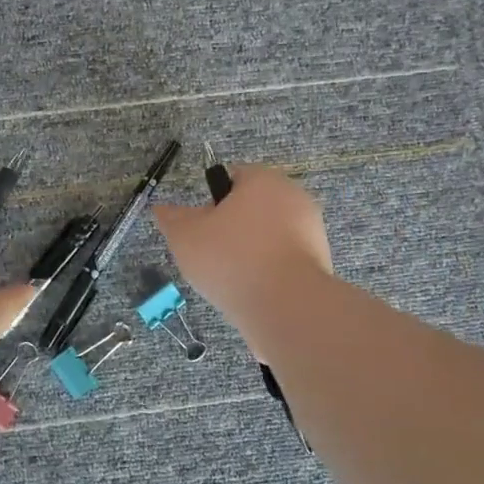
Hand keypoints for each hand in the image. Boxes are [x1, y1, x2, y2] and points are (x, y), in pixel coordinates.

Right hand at [153, 165, 332, 352]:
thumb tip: (162, 208)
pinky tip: (255, 291)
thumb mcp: (185, 236)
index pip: (233, 177)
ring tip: (233, 278)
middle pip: (253, 206)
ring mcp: (311, 229)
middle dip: (232, 227)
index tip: (201, 228)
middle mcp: (293, 196)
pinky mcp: (321, 261)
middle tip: (212, 254)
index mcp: (263, 179)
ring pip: (269, 235)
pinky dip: (269, 271)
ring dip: (251, 251)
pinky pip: (284, 260)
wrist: (286, 306)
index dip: (212, 201)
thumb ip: (172, 218)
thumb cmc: (231, 259)